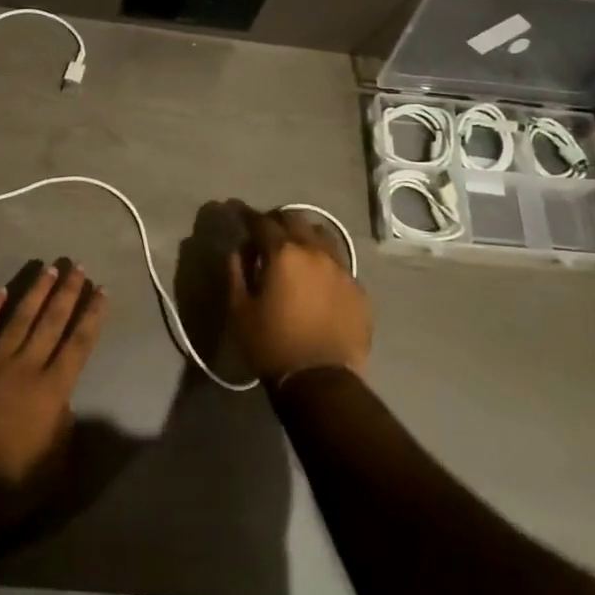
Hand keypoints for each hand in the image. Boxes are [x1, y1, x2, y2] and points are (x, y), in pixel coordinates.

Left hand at [0, 263, 107, 528]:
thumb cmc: (12, 485)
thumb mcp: (56, 462)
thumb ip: (64, 423)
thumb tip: (61, 399)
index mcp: (53, 389)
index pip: (79, 342)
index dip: (92, 314)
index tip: (102, 289)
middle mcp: (26, 366)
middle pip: (51, 321)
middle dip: (67, 291)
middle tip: (77, 265)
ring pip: (18, 318)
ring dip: (35, 291)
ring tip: (48, 269)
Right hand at [226, 207, 370, 383]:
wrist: (321, 381)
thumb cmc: (272, 345)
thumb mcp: (240, 311)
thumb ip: (236, 274)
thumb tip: (238, 252)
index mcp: (284, 253)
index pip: (262, 222)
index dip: (247, 215)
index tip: (237, 213)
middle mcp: (315, 252)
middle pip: (295, 220)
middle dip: (277, 220)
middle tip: (266, 232)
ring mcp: (342, 269)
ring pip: (323, 235)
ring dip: (305, 235)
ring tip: (296, 248)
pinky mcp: (358, 289)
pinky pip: (340, 263)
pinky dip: (324, 261)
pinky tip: (318, 277)